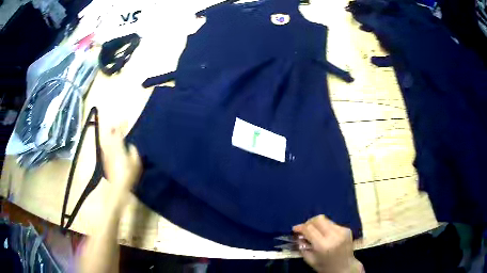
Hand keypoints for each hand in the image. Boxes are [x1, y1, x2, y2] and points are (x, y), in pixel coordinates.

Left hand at [100, 126, 141, 194]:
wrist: (117, 187)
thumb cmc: (129, 174)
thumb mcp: (136, 162)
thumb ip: (133, 152)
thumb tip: (130, 146)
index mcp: (118, 147)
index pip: (119, 132)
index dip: (122, 125)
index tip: (125, 120)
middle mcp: (110, 148)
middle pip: (109, 135)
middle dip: (112, 129)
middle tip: (115, 125)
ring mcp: (106, 155)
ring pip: (106, 141)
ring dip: (108, 135)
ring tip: (111, 133)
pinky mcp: (105, 161)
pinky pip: (105, 148)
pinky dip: (106, 144)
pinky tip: (109, 146)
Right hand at [293, 215, 362, 272]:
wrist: (345, 267)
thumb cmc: (325, 266)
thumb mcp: (310, 260)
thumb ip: (302, 247)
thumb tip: (298, 235)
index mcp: (323, 245)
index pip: (309, 229)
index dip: (300, 227)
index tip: (295, 229)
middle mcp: (333, 235)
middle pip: (318, 219)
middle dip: (309, 222)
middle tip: (304, 228)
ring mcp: (342, 231)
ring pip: (326, 220)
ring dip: (318, 224)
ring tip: (315, 232)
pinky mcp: (347, 229)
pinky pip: (332, 224)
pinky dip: (326, 227)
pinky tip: (325, 235)